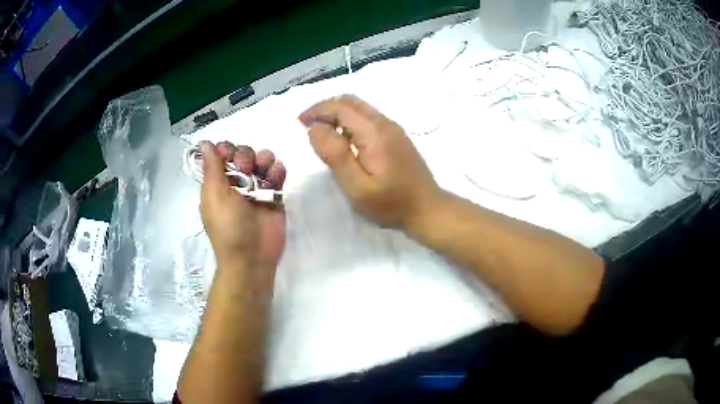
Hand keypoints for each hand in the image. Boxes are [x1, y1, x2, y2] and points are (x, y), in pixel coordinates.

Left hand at [200, 141, 286, 271]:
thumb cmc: (228, 227)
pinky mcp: (274, 195)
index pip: (221, 154)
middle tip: (246, 170)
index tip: (229, 156)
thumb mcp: (214, 196)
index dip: (226, 150)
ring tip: (265, 173)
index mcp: (217, 183)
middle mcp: (236, 182)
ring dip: (264, 159)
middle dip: (246, 155)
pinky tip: (276, 179)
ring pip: (262, 159)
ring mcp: (256, 188)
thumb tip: (204, 143)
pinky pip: (277, 173)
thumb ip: (212, 167)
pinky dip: (278, 170)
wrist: (252, 257)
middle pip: (243, 152)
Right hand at [299, 95, 442, 229]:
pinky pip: (368, 118)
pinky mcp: (397, 136)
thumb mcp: (357, 187)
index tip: (300, 122)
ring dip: (337, 113)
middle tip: (308, 124)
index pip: (341, 107)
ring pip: (360, 108)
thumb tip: (315, 128)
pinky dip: (350, 120)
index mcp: (374, 132)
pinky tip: (344, 138)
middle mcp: (385, 123)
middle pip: (351, 102)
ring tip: (321, 131)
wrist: (427, 209)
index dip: (317, 110)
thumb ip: (335, 155)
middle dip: (325, 108)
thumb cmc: (391, 203)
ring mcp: (394, 128)